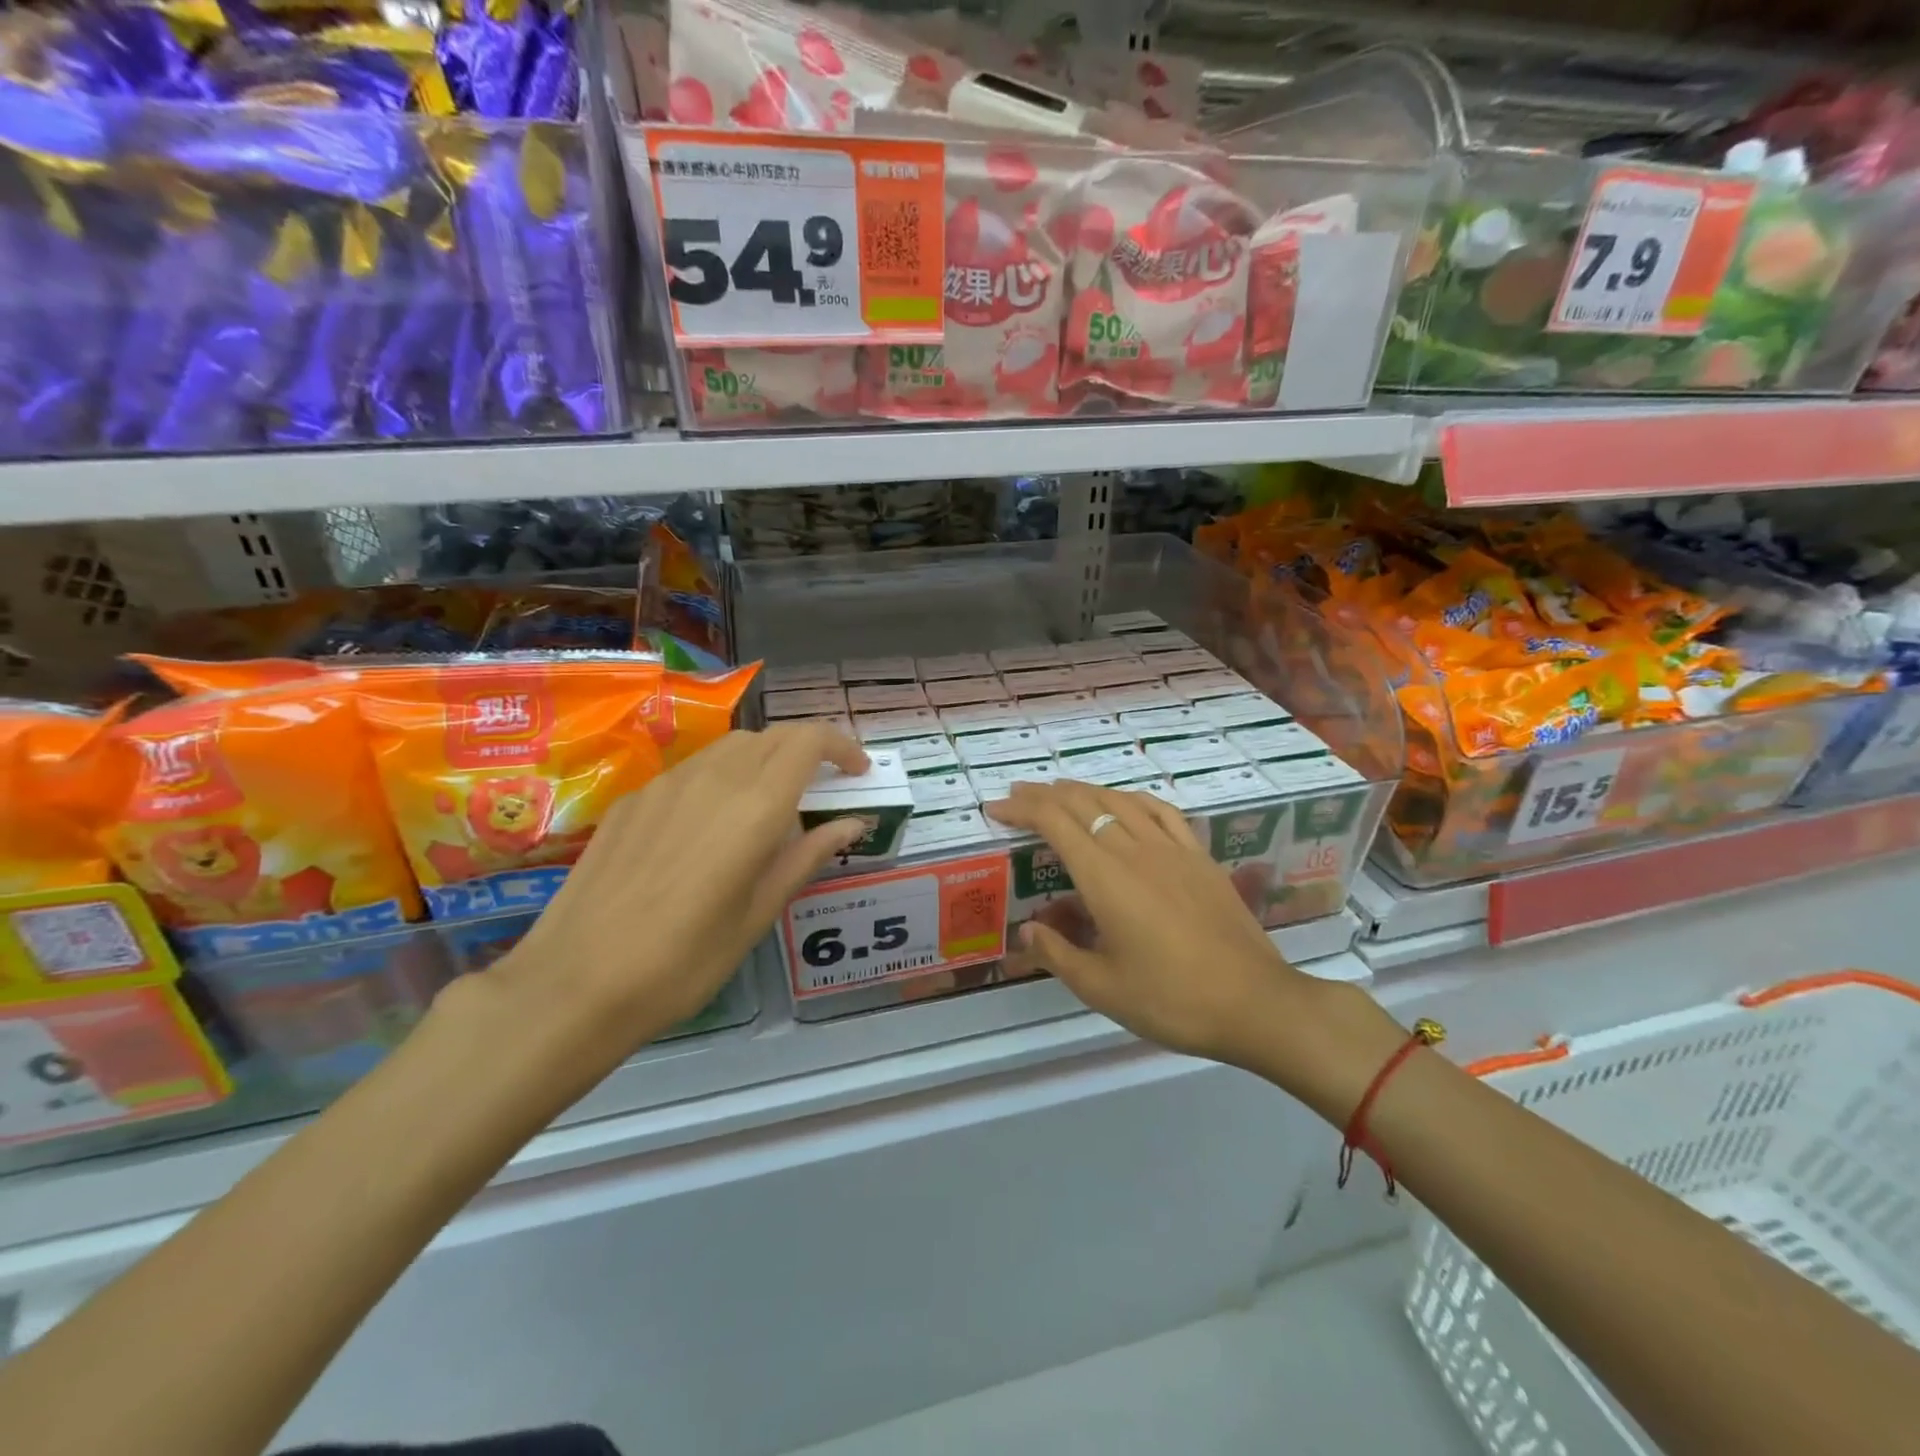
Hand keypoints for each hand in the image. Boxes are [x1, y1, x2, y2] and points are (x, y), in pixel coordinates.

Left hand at [473, 723, 869, 1074]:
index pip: (809, 740)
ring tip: (769, 807)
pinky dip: (721, 778)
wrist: (576, 983)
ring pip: (730, 748)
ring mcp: (666, 784)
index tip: (857, 772)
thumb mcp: (759, 914)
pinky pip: (692, 770)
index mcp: (754, 806)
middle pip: (772, 736)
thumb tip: (852, 822)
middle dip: (806, 751)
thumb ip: (808, 856)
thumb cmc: (685, 961)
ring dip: (763, 761)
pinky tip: (709, 826)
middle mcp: (713, 778)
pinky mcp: (632, 800)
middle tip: (821, 789)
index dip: (841, 745)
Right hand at [984, 780, 1306, 1065]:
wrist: (1255, 1003)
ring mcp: (1172, 849)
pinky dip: (1133, 799)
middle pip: (1084, 803)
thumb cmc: (1172, 999)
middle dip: (1045, 794)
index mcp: (1105, 878)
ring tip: (1062, 791)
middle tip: (1018, 793)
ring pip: (1120, 801)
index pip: (1055, 822)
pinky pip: (1161, 811)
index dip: (1022, 808)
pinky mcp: (1200, 857)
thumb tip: (1027, 929)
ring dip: (1085, 790)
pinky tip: (1126, 803)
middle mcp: (1135, 850)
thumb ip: (1057, 954)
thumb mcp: (1102, 987)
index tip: (997, 808)